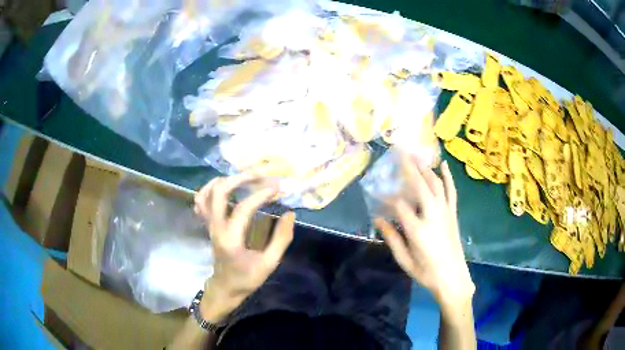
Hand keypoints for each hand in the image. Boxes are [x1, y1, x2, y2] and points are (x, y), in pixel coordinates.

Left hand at [194, 173, 294, 322]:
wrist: (225, 288)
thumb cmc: (247, 278)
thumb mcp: (269, 263)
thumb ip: (281, 239)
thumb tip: (289, 213)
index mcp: (231, 240)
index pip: (242, 209)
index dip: (260, 195)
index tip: (277, 187)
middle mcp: (215, 228)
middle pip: (219, 192)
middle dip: (239, 178)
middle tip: (259, 174)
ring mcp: (208, 225)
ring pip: (206, 193)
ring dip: (225, 180)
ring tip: (244, 177)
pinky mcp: (207, 224)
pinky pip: (201, 201)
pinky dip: (211, 189)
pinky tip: (226, 188)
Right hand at [374, 156, 473, 307]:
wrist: (453, 278)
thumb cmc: (426, 272)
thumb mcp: (404, 260)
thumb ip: (391, 238)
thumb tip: (377, 219)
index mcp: (418, 230)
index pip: (399, 205)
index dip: (387, 198)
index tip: (378, 194)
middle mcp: (433, 215)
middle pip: (420, 185)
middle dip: (409, 168)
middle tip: (399, 152)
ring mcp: (445, 212)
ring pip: (435, 184)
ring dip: (425, 168)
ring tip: (416, 155)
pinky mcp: (453, 213)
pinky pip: (451, 191)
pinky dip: (448, 177)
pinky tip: (444, 165)